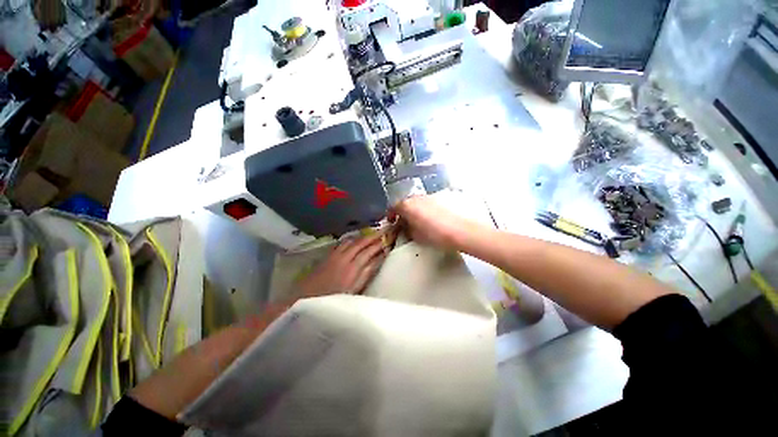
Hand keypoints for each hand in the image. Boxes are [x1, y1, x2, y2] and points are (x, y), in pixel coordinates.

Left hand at [297, 229, 397, 297]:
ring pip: (352, 240)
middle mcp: (345, 257)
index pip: (371, 250)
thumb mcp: (354, 290)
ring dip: (363, 236)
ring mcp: (335, 254)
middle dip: (375, 235)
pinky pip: (343, 242)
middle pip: (362, 242)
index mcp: (353, 268)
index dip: (381, 243)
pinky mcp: (328, 255)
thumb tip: (379, 259)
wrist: (304, 299)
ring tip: (373, 233)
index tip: (391, 237)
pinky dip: (352, 239)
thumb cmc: (332, 299)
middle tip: (386, 229)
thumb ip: (367, 273)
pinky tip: (355, 240)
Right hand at [392, 195, 477, 250]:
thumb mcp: (417, 237)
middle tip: (411, 224)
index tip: (394, 222)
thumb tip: (407, 227)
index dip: (392, 215)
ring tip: (428, 223)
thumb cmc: (439, 235)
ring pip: (422, 202)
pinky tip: (442, 218)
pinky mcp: (447, 195)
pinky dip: (434, 208)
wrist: (466, 229)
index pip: (394, 207)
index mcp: (408, 205)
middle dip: (408, 213)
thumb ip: (408, 230)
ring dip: (421, 210)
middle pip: (409, 203)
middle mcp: (419, 196)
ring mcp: (434, 194)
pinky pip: (435, 201)